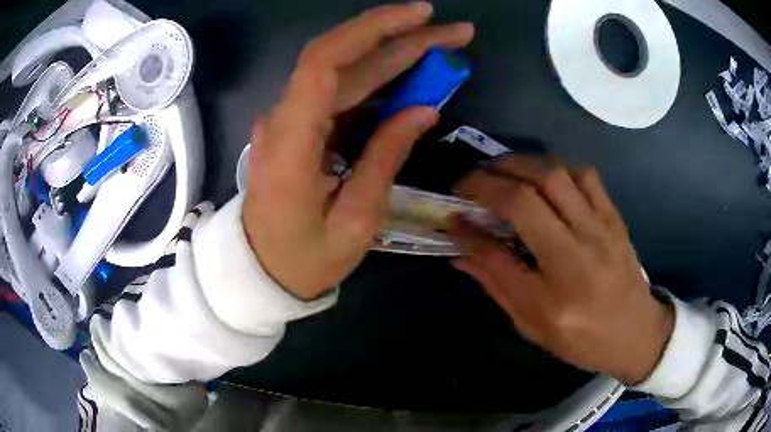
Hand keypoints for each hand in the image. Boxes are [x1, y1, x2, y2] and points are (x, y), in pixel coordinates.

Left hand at [242, 3, 474, 299]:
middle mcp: (284, 120)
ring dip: (394, 55)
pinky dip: (378, 82)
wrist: (260, 272)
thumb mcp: (355, 222)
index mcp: (291, 144)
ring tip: (442, 48)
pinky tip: (412, 76)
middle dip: (401, 39)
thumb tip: (423, 110)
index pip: (324, 61)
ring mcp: (288, 122)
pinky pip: (339, 94)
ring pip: (344, 73)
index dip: (372, 30)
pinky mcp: (298, 128)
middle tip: (455, 33)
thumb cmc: (304, 260)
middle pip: (342, 60)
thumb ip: (385, 158)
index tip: (421, 16)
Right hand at [449, 156, 673, 384]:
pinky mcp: (614, 217)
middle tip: (471, 180)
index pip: (504, 244)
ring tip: (502, 172)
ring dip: (521, 164)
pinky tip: (544, 180)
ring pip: (557, 173)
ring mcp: (602, 228)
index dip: (471, 219)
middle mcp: (580, 252)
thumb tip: (460, 248)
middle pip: (531, 191)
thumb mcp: (533, 324)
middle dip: (491, 176)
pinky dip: (556, 168)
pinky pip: (584, 175)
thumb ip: (496, 282)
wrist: (635, 333)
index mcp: (557, 292)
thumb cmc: (582, 339)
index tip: (452, 210)